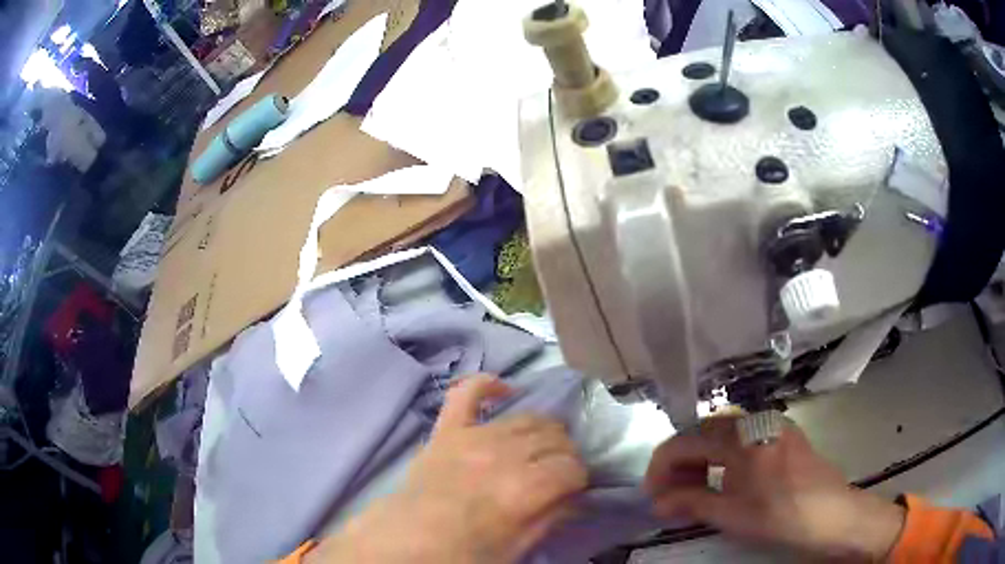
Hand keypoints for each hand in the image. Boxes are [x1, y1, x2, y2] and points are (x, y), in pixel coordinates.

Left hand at [309, 375, 587, 563]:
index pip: (573, 467)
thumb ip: (550, 518)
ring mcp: (473, 436)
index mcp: (524, 489)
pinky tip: (505, 390)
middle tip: (558, 471)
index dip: (579, 478)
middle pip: (555, 438)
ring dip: (542, 430)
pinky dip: (487, 385)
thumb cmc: (464, 551)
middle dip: (565, 454)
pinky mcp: (448, 429)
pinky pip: (468, 393)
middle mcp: (504, 454)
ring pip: (527, 417)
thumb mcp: (517, 547)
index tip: (574, 488)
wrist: (408, 540)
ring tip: (539, 447)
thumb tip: (575, 496)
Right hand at [645, 415, 904, 560]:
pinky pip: (743, 438)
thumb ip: (690, 503)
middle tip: (670, 495)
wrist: (832, 515)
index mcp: (739, 437)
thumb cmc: (780, 515)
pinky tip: (724, 480)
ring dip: (701, 460)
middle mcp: (754, 420)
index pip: (684, 442)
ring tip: (693, 490)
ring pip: (723, 434)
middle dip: (680, 463)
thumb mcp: (731, 515)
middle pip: (703, 433)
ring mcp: (772, 424)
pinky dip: (724, 458)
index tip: (651, 494)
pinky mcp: (784, 434)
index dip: (660, 467)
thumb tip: (656, 502)